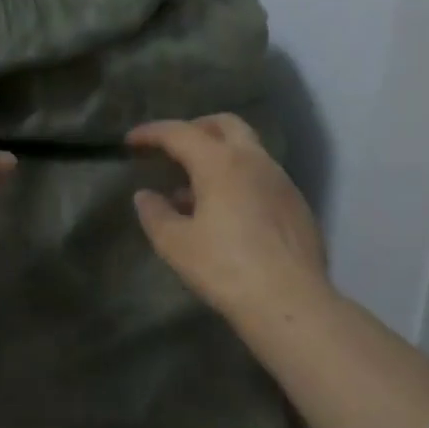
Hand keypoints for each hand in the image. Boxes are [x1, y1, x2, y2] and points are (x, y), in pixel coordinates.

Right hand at [127, 114, 328, 326]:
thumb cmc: (226, 269)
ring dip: (219, 155)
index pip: (180, 132)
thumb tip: (145, 196)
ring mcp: (281, 181)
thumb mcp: (176, 245)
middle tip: (173, 148)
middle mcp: (254, 160)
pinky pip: (262, 176)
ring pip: (247, 149)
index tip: (131, 141)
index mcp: (221, 163)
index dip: (152, 133)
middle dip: (195, 128)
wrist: (291, 303)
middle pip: (224, 124)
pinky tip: (228, 212)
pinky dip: (239, 178)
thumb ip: (155, 214)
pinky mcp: (297, 204)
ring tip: (195, 189)